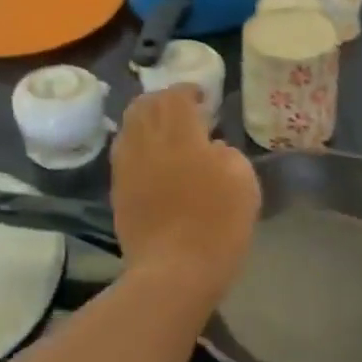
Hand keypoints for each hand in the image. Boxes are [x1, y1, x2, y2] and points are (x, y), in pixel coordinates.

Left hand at [111, 87, 260, 303]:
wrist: (175, 270)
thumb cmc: (218, 224)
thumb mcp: (243, 180)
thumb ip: (226, 153)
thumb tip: (211, 148)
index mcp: (179, 134)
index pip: (175, 96)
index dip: (188, 90)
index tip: (203, 97)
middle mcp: (146, 142)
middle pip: (144, 105)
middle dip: (162, 101)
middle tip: (182, 109)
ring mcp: (127, 167)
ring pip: (128, 127)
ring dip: (146, 121)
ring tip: (164, 131)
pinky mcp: (118, 191)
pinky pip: (123, 154)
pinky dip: (137, 146)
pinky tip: (152, 159)